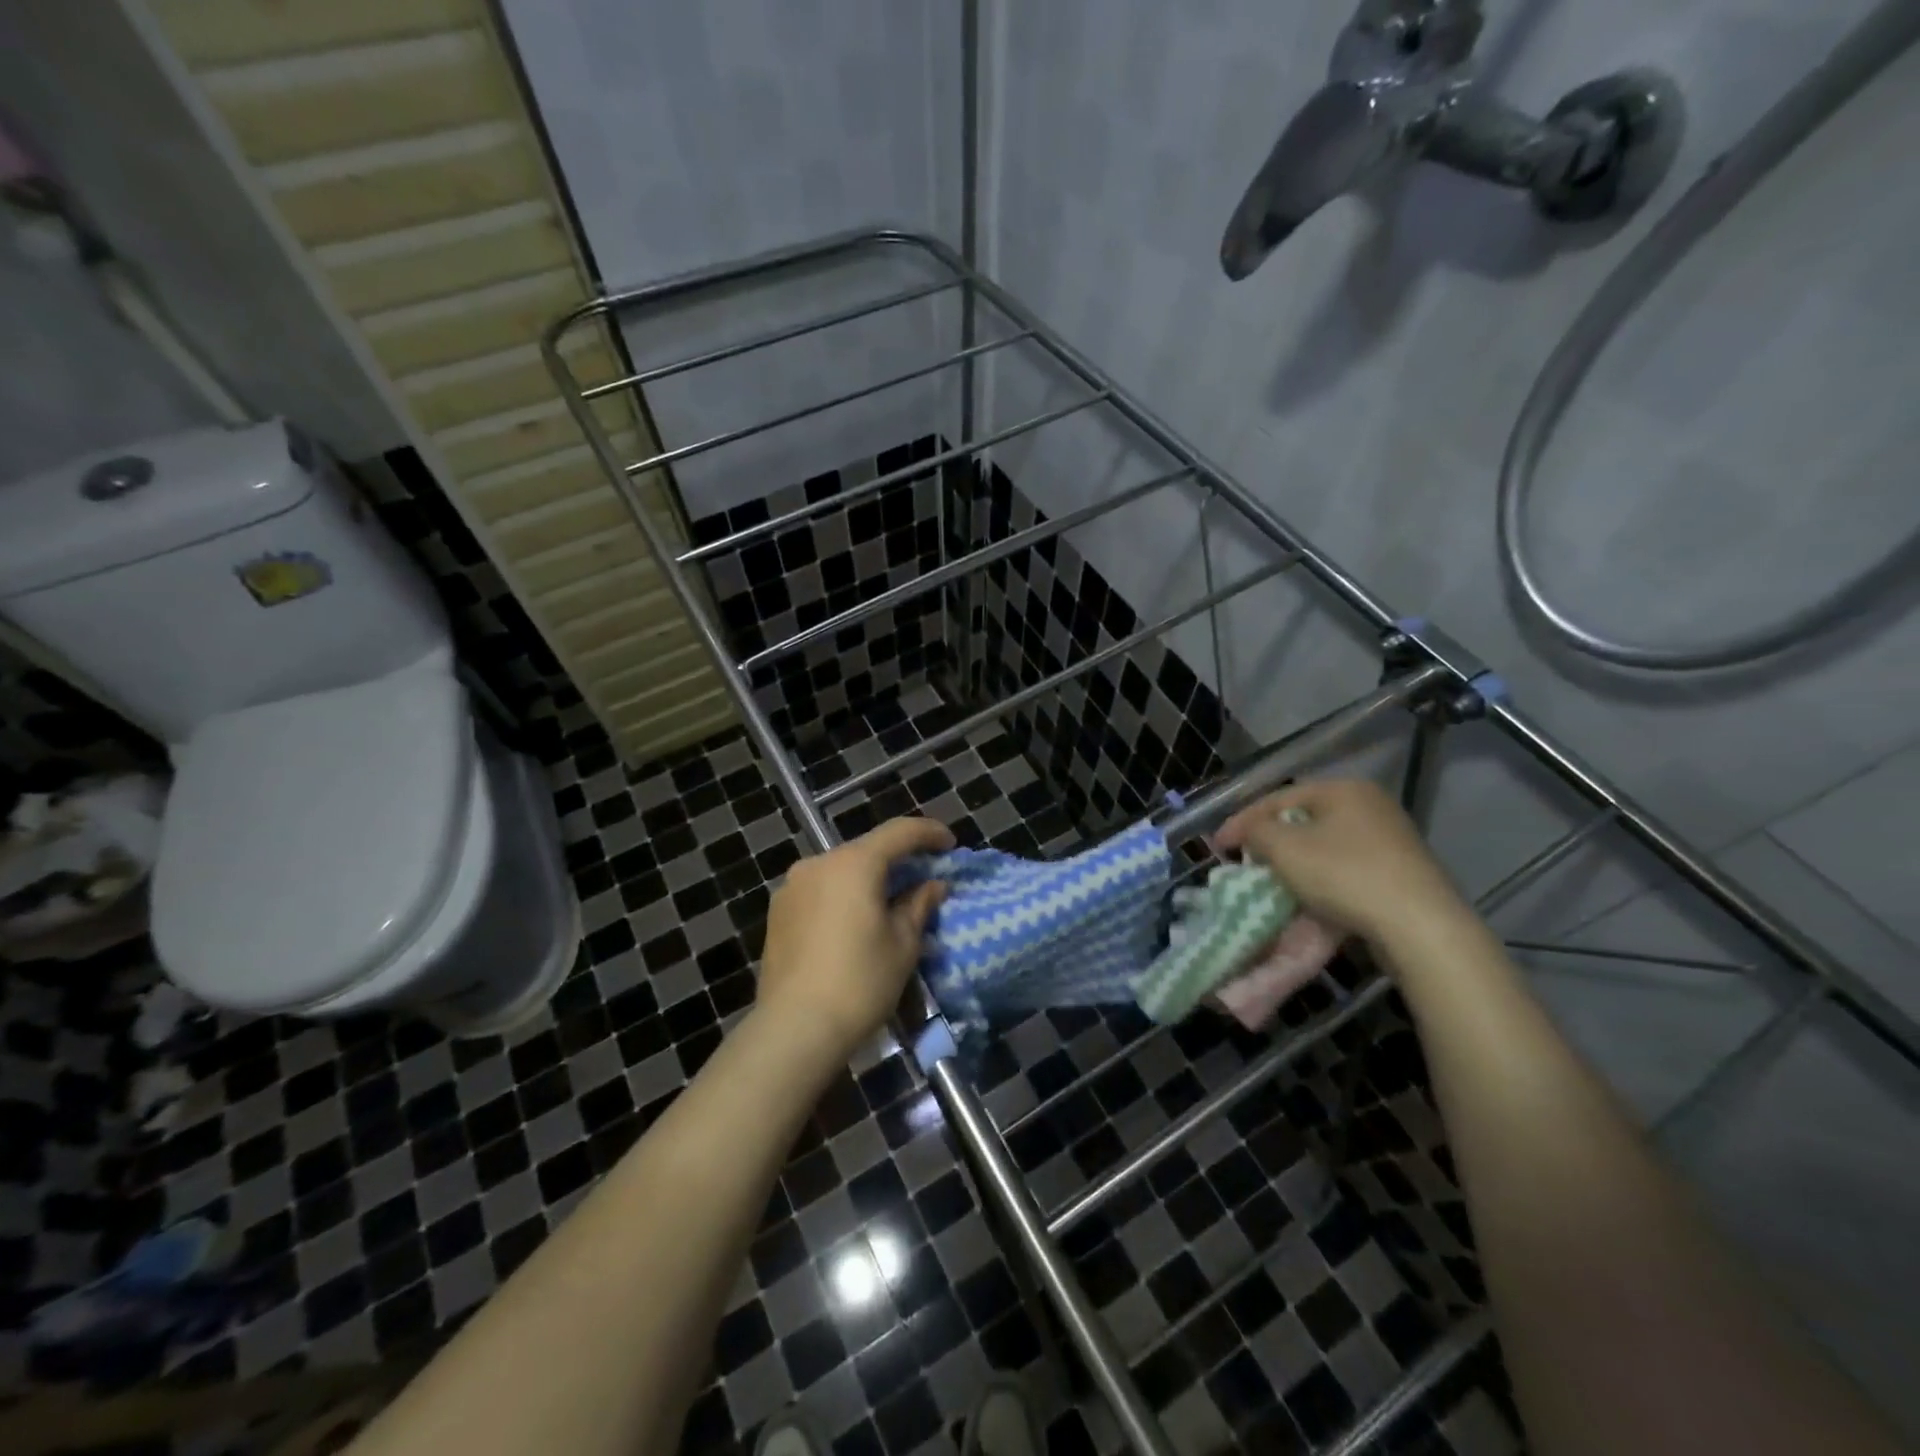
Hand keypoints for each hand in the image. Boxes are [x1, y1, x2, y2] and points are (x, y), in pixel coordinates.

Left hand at [756, 817, 952, 1063]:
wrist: (795, 1028)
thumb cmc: (860, 982)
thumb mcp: (903, 944)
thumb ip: (919, 905)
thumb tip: (933, 885)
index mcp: (853, 863)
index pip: (899, 832)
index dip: (929, 833)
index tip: (950, 844)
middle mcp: (818, 864)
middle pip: (867, 850)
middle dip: (898, 860)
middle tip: (923, 879)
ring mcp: (792, 887)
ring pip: (841, 871)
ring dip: (868, 880)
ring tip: (889, 905)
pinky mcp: (777, 913)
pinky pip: (820, 892)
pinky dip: (843, 897)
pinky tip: (854, 924)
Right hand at [1214, 778, 1473, 953]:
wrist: (1419, 926)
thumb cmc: (1344, 875)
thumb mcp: (1285, 848)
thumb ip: (1256, 831)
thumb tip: (1251, 832)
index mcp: (1343, 789)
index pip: (1278, 798)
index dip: (1242, 821)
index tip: (1217, 847)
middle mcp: (1371, 805)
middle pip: (1303, 820)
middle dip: (1270, 842)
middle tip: (1246, 863)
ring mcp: (1392, 839)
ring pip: (1325, 846)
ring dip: (1295, 863)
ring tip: (1272, 883)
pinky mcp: (1402, 873)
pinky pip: (1347, 869)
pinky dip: (1322, 880)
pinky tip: (1310, 899)